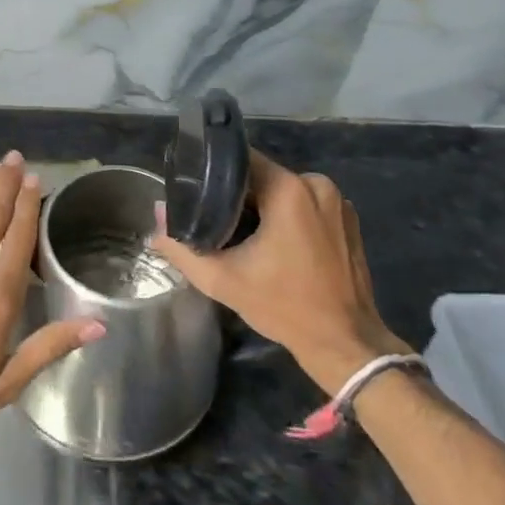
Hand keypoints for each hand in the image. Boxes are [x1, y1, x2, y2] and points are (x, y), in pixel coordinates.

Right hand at [149, 151, 409, 394]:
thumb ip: (182, 246)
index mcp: (289, 189)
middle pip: (262, 176)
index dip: (213, 174)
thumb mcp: (222, 279)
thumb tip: (156, 215)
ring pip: (283, 191)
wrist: (345, 344)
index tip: (194, 192)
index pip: (240, 160)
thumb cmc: (284, 306)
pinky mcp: (348, 220)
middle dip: (236, 195)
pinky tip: (274, 244)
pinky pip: (305, 204)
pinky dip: (287, 217)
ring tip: (240, 233)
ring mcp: (338, 202)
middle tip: (212, 220)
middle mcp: (316, 184)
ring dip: (262, 207)